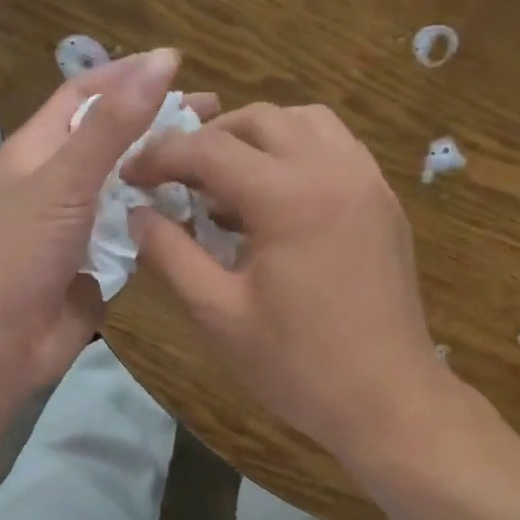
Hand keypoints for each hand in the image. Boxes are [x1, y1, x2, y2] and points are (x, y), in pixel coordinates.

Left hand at [0, 49, 216, 397]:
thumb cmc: (20, 252)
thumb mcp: (66, 178)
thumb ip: (115, 124)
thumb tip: (163, 60)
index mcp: (39, 149)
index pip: (85, 94)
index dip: (128, 75)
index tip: (179, 65)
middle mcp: (60, 180)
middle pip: (114, 138)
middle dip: (159, 124)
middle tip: (216, 115)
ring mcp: (81, 224)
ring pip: (130, 187)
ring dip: (167, 174)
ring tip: (219, 162)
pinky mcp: (100, 262)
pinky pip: (137, 231)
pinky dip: (164, 220)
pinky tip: (203, 213)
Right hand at [123, 102, 448, 464]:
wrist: (388, 399)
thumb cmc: (298, 364)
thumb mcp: (218, 313)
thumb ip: (170, 254)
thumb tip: (137, 213)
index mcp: (289, 197)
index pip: (210, 150)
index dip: (161, 156)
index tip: (132, 176)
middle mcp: (334, 169)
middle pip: (259, 120)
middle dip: (208, 139)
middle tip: (177, 178)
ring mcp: (367, 180)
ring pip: (304, 122)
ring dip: (257, 138)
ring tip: (227, 183)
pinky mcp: (384, 200)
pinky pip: (335, 148)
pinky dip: (296, 152)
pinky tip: (274, 199)